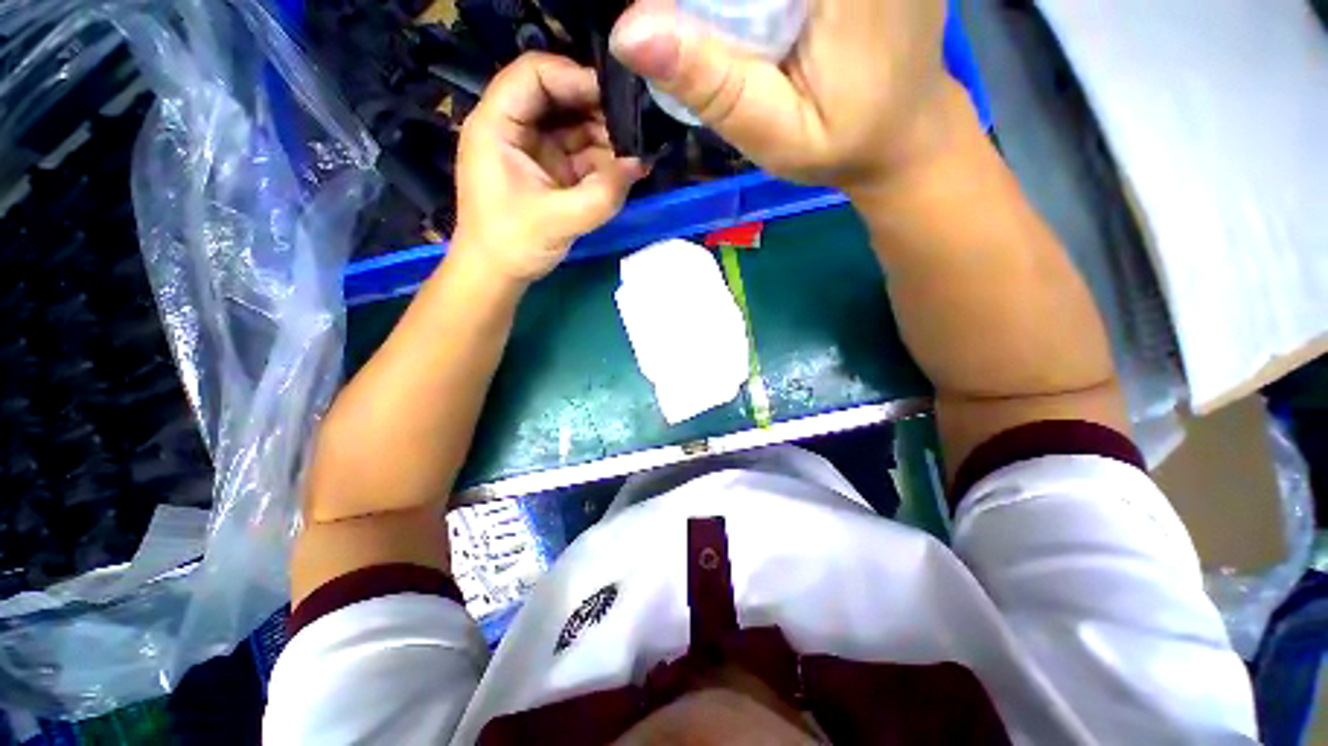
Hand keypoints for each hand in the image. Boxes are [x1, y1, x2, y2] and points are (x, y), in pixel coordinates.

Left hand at [452, 53, 646, 283]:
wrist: (497, 275)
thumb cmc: (512, 244)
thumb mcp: (559, 220)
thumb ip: (602, 194)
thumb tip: (640, 164)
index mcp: (497, 125)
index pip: (534, 75)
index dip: (574, 77)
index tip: (615, 97)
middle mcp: (514, 128)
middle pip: (558, 97)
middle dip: (597, 110)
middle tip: (633, 127)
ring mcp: (534, 151)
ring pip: (573, 126)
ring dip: (604, 138)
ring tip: (634, 152)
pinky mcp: (549, 172)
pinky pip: (579, 155)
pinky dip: (602, 161)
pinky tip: (625, 170)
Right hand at [610, 0, 953, 189]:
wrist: (902, 133)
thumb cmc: (841, 146)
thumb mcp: (773, 133)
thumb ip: (712, 85)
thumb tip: (626, 33)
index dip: (695, 3)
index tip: (666, 25)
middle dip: (709, 5)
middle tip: (702, 44)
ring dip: (726, 2)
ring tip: (734, 45)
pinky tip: (749, 21)